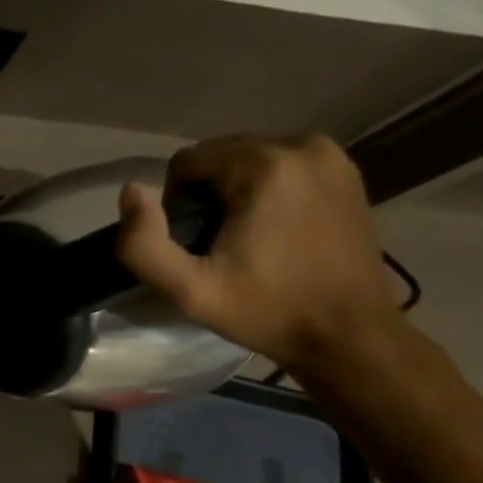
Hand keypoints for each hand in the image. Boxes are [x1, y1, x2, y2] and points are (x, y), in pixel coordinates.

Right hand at [115, 134, 401, 373]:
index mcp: (263, 166)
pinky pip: (280, 164)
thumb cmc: (266, 311)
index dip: (176, 203)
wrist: (350, 336)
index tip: (195, 244)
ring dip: (233, 190)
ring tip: (245, 236)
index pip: (186, 162)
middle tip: (218, 243)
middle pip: (218, 155)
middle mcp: (299, 146)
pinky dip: (266, 189)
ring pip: (247, 158)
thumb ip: (142, 244)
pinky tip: (273, 228)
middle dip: (206, 193)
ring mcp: (328, 156)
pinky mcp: (344, 170)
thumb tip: (131, 191)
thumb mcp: (189, 290)